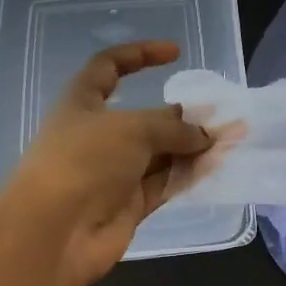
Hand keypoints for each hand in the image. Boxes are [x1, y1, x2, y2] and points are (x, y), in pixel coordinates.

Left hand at [0, 41, 211, 285]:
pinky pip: (164, 183)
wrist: (55, 233)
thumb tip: (202, 134)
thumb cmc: (84, 161)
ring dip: (192, 146)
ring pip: (160, 153)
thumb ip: (172, 127)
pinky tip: (217, 166)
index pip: (109, 67)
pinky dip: (188, 174)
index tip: (175, 53)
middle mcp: (97, 136)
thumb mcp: (132, 128)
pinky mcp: (128, 204)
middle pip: (145, 117)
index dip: (140, 54)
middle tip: (221, 114)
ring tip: (230, 140)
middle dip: (182, 114)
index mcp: (82, 103)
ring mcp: (113, 172)